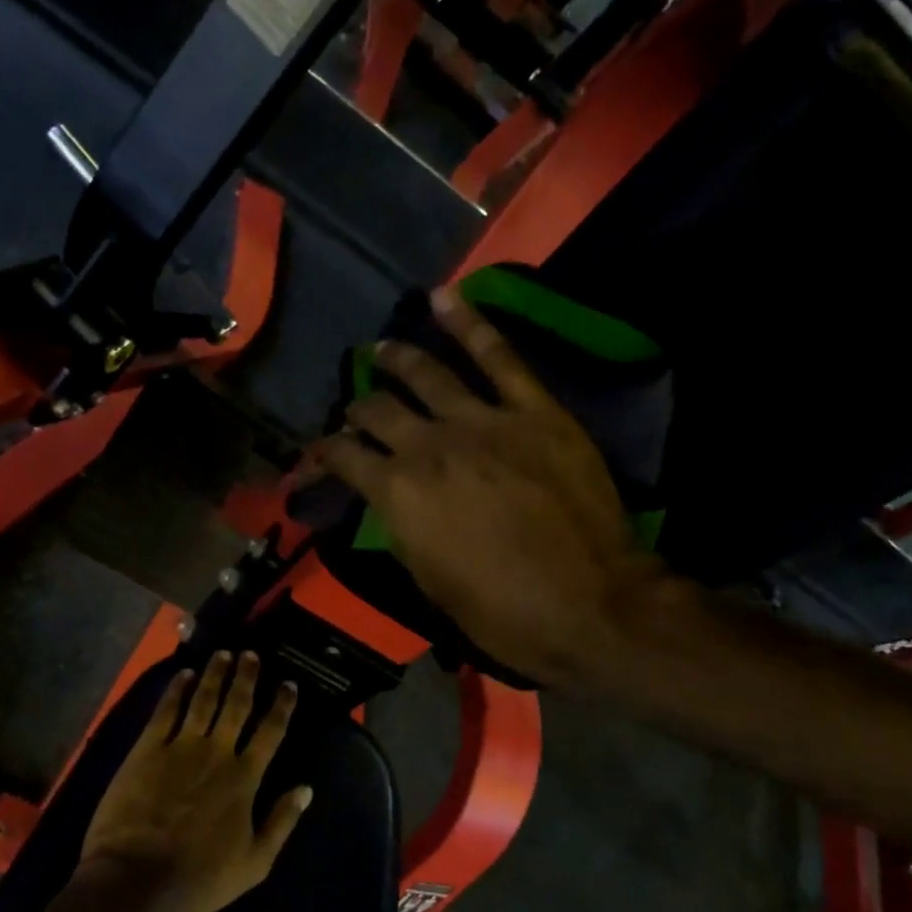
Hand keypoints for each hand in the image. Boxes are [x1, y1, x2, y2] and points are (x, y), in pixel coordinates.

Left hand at [78, 651, 312, 911]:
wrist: (135, 879)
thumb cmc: (198, 877)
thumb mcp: (255, 862)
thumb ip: (282, 822)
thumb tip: (306, 789)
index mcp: (245, 777)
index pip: (271, 731)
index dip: (281, 705)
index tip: (288, 684)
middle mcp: (217, 752)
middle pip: (236, 705)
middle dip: (246, 677)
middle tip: (251, 654)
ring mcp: (180, 747)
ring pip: (203, 700)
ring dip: (215, 675)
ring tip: (223, 654)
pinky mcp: (147, 750)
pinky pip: (166, 711)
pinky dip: (176, 690)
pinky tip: (183, 675)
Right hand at [312, 287, 661, 688]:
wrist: (591, 606)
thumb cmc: (504, 614)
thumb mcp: (431, 584)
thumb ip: (403, 531)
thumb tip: (389, 502)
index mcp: (399, 495)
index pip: (344, 458)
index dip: (325, 454)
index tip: (321, 455)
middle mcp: (430, 446)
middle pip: (379, 410)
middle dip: (359, 409)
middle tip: (358, 409)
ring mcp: (484, 421)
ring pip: (428, 374)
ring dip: (399, 359)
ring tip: (383, 350)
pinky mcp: (534, 411)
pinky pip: (498, 356)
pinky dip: (470, 322)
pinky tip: (444, 297)